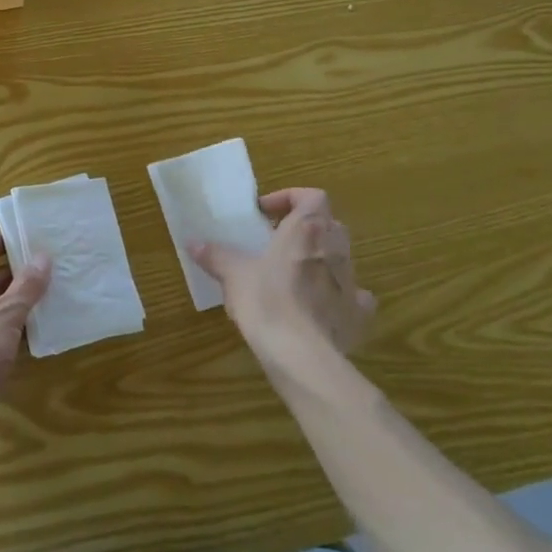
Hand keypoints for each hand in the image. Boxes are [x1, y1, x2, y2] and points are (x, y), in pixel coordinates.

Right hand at [191, 188, 375, 366]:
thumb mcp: (232, 273)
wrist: (300, 354)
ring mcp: (351, 282)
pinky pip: (354, 296)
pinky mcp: (358, 314)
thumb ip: (215, 255)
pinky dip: (339, 296)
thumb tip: (193, 243)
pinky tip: (319, 307)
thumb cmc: (266, 300)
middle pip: (329, 224)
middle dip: (305, 229)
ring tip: (292, 275)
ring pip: (341, 258)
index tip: (265, 214)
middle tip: (277, 242)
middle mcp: (335, 249)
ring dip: (320, 259)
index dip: (290, 198)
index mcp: (307, 230)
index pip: (312, 197)